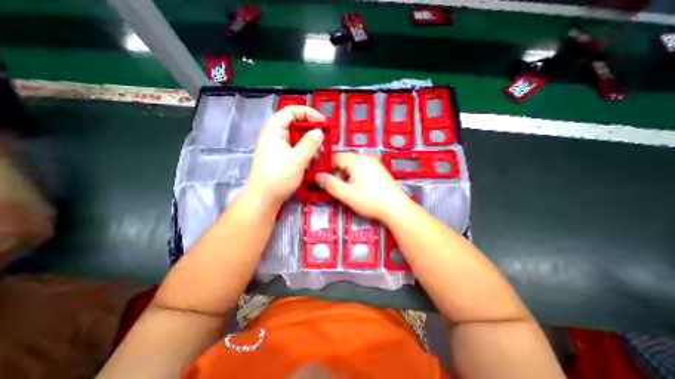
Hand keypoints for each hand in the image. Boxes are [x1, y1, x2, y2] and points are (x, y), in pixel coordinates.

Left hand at [246, 105, 326, 207]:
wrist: (263, 199)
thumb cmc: (277, 178)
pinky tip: (313, 159)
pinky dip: (306, 151)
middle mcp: (275, 135)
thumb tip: (320, 131)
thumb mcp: (297, 160)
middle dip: (311, 129)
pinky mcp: (282, 156)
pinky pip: (296, 148)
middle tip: (324, 138)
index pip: (291, 111)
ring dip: (310, 142)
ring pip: (297, 137)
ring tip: (320, 151)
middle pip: (295, 124)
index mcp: (274, 130)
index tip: (323, 122)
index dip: (308, 113)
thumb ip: (310, 144)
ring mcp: (278, 146)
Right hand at [318, 151, 411, 222]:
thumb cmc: (371, 200)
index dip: (326, 167)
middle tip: (335, 188)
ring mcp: (374, 164)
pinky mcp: (378, 171)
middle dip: (337, 174)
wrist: (396, 208)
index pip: (335, 157)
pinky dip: (355, 178)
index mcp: (357, 160)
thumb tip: (318, 176)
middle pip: (344, 162)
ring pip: (352, 167)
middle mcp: (366, 158)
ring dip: (345, 177)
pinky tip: (358, 190)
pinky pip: (361, 171)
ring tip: (347, 192)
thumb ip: (330, 184)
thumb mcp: (346, 194)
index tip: (322, 178)